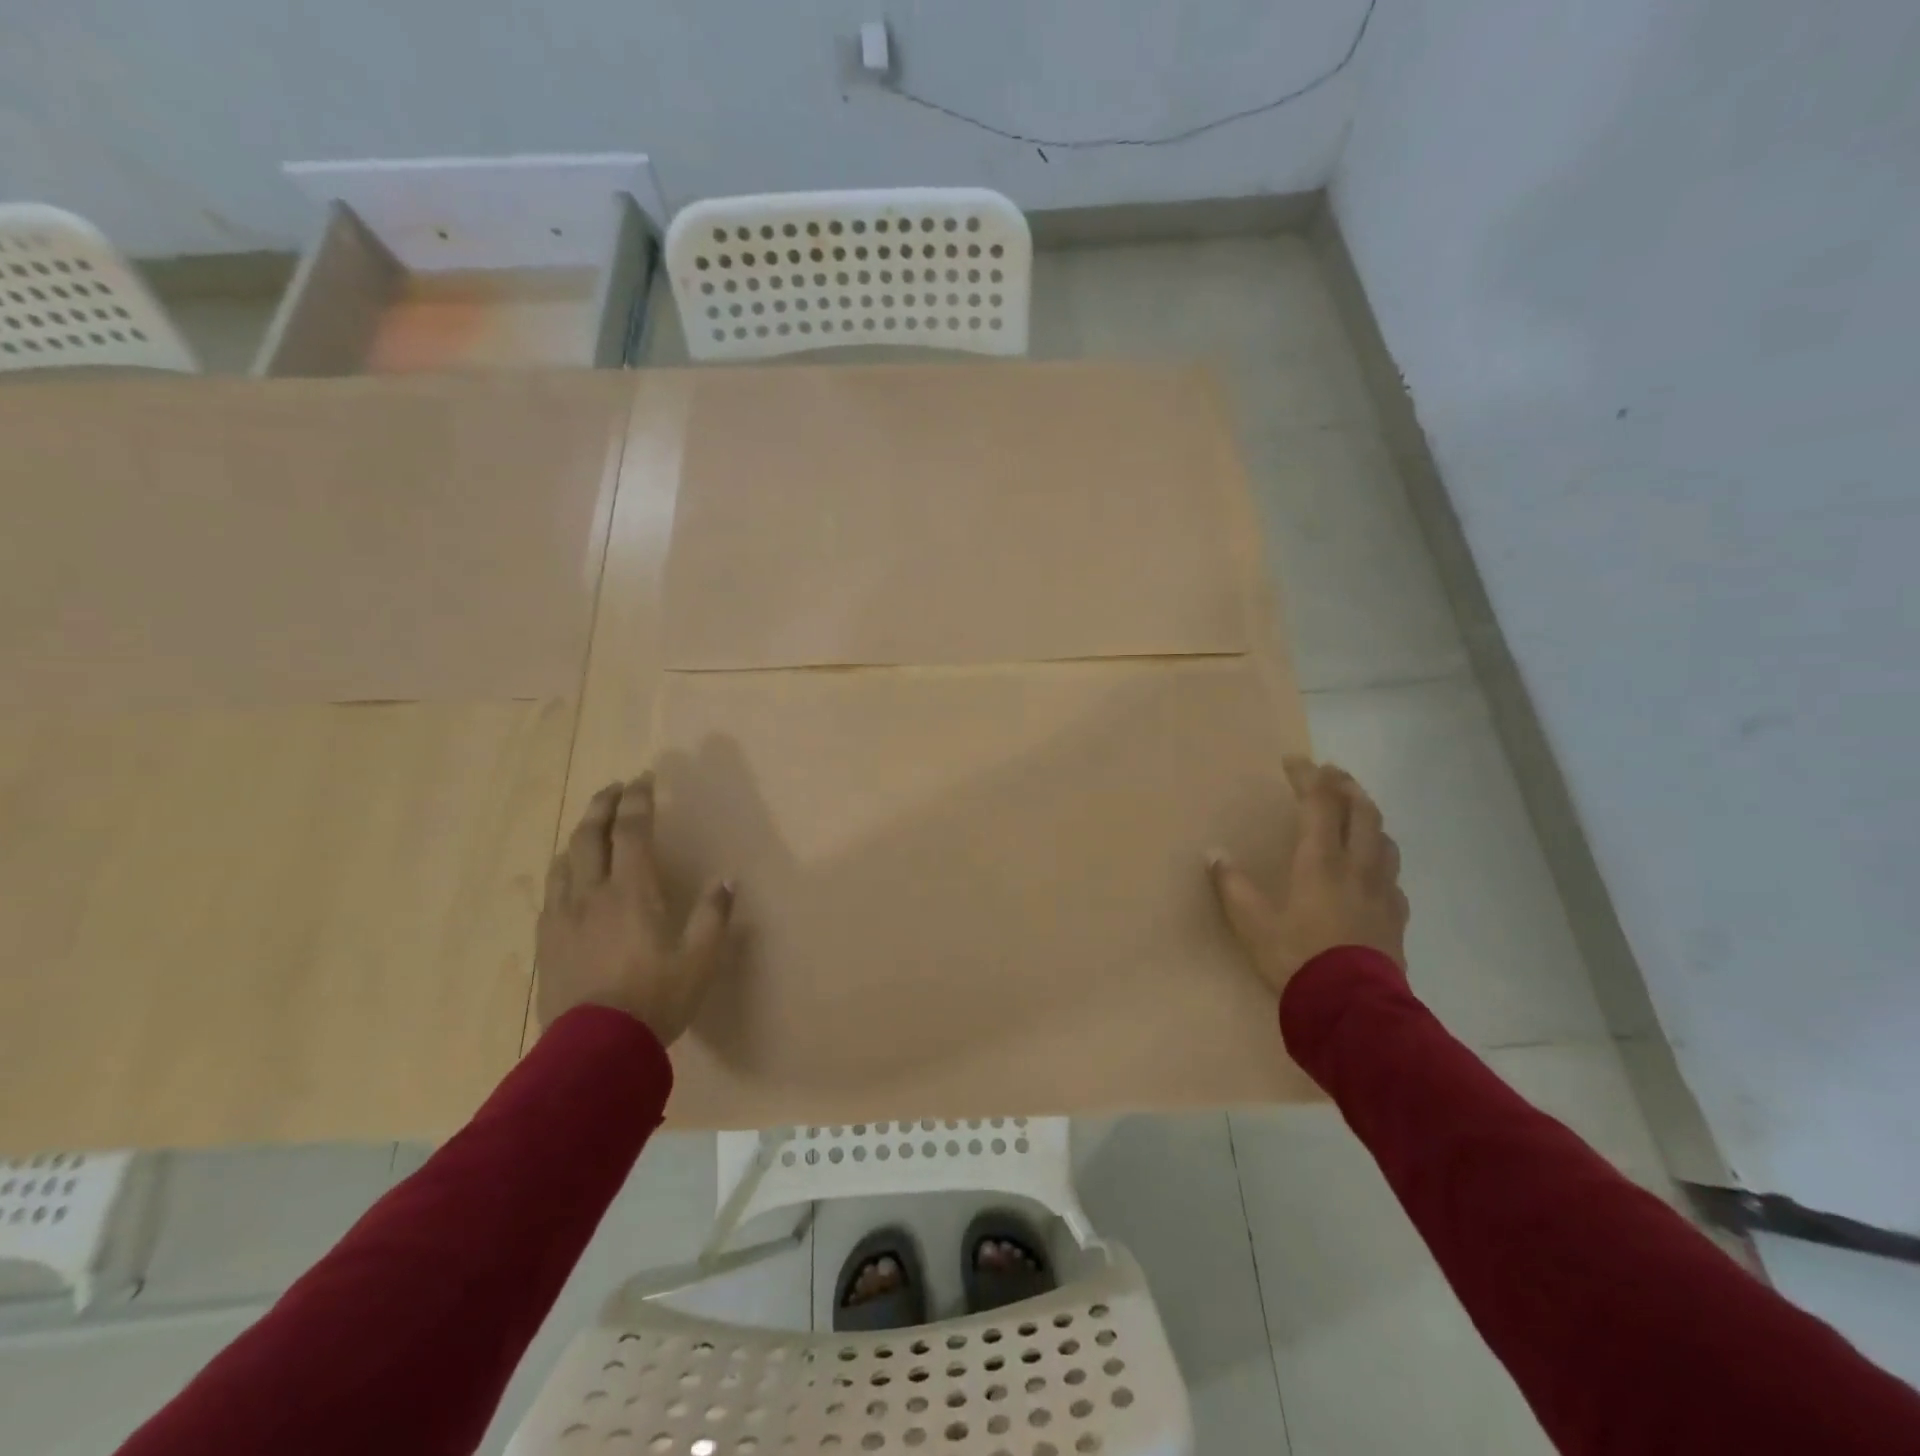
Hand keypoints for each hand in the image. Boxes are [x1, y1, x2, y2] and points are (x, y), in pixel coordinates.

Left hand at [536, 774, 734, 1044]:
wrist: (594, 1049)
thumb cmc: (656, 999)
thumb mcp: (700, 960)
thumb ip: (713, 916)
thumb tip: (726, 881)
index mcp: (632, 892)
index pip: (631, 831)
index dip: (638, 800)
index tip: (645, 779)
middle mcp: (592, 893)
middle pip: (590, 835)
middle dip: (602, 805)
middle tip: (615, 788)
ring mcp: (564, 916)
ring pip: (565, 859)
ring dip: (580, 833)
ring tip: (592, 826)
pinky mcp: (547, 940)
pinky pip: (552, 889)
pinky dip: (564, 867)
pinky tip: (569, 876)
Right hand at [1209, 756, 1409, 997]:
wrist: (1352, 1009)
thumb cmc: (1297, 958)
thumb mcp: (1252, 923)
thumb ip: (1233, 886)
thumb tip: (1215, 855)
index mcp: (1321, 861)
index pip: (1320, 803)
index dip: (1308, 777)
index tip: (1294, 761)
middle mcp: (1357, 866)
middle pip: (1362, 811)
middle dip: (1346, 786)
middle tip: (1331, 774)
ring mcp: (1383, 891)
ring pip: (1385, 839)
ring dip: (1369, 817)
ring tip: (1356, 814)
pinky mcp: (1396, 917)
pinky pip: (1392, 874)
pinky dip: (1381, 858)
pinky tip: (1373, 870)